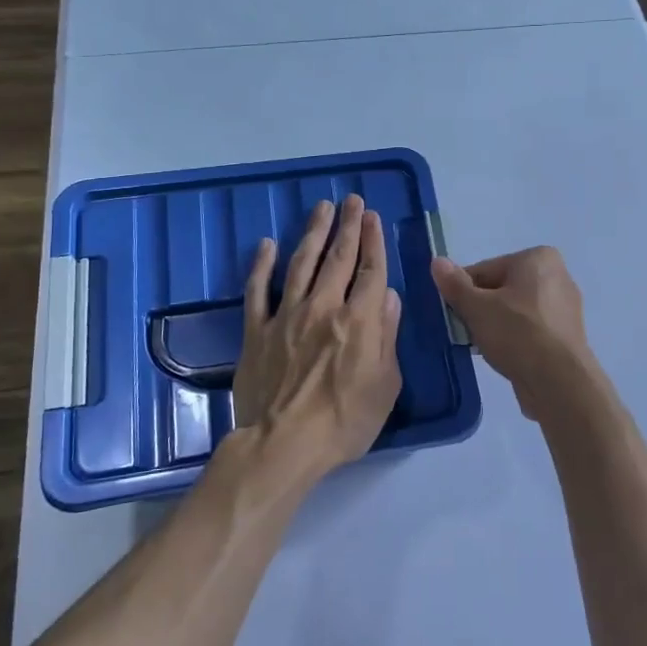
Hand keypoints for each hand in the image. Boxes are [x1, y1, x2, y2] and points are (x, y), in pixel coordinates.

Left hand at [233, 194, 402, 483]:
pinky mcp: (257, 330)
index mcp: (358, 321)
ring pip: (301, 264)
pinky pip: (258, 290)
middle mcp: (323, 308)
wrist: (283, 445)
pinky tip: (267, 244)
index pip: (370, 271)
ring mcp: (286, 316)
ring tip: (322, 208)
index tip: (374, 217)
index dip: (373, 241)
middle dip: (348, 226)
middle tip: (352, 201)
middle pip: (338, 258)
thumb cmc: (344, 422)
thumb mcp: (385, 384)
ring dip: (313, 233)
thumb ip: (386, 335)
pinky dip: (262, 265)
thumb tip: (389, 295)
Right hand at [430, 247, 593, 414]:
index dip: (464, 292)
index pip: (486, 270)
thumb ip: (455, 284)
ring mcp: (565, 308)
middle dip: (481, 310)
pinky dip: (516, 340)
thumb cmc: (517, 333)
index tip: (454, 314)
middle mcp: (558, 276)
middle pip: (502, 289)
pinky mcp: (567, 336)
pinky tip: (504, 357)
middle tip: (467, 332)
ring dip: (496, 327)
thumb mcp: (476, 307)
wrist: (558, 382)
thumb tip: (437, 261)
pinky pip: (531, 330)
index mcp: (538, 258)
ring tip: (484, 348)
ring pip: (516, 312)